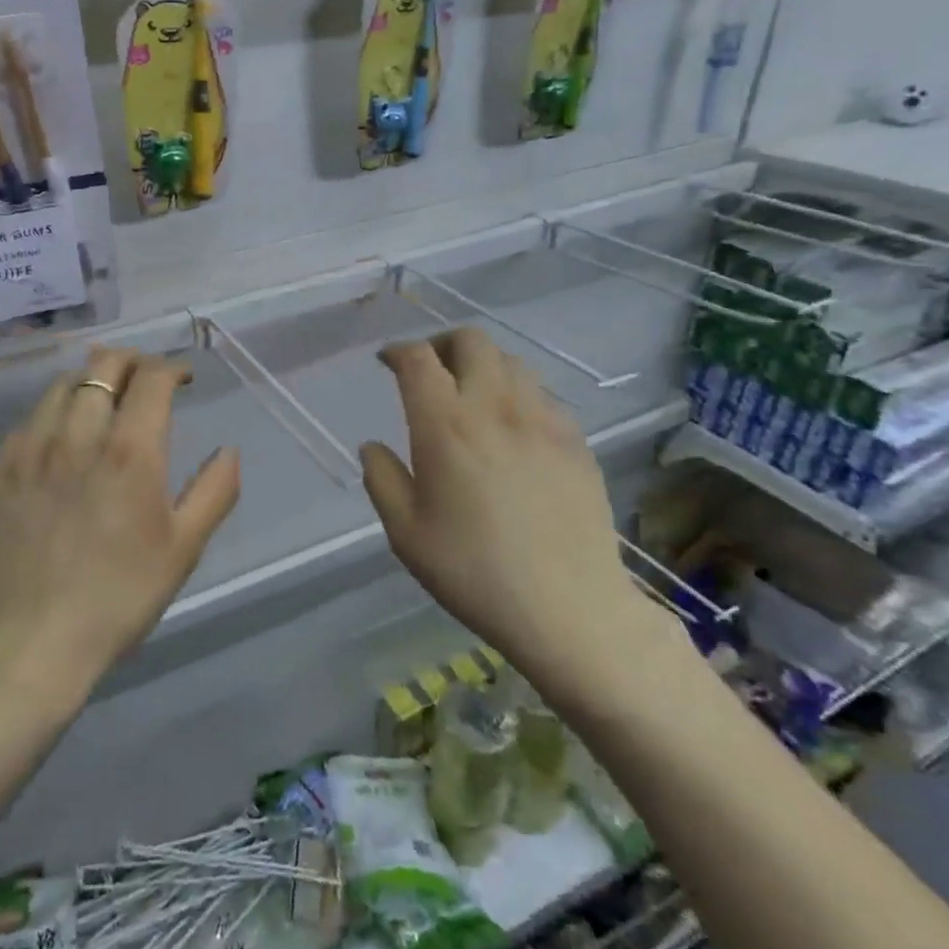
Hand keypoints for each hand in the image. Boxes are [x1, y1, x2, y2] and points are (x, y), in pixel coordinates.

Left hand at [0, 348, 240, 694]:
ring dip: (91, 380)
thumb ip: (215, 490)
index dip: (171, 367)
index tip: (182, 379)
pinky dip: (55, 413)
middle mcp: (77, 437)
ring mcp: (30, 451)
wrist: (34, 643)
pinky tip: (63, 437)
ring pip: (61, 385)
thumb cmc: (121, 596)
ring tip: (104, 398)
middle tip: (146, 378)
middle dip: (131, 361)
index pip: (150, 378)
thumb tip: (228, 450)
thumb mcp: (184, 548)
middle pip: (102, 366)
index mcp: (129, 452)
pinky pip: (30, 421)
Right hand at [359, 329, 682, 710]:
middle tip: (429, 371)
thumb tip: (372, 446)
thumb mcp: (406, 534)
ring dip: (482, 365)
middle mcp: (495, 407)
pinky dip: (517, 394)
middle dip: (442, 345)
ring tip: (471, 396)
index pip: (418, 359)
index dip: (398, 350)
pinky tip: (513, 429)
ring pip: (511, 361)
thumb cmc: (475, 572)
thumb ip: (382, 479)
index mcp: (446, 426)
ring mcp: (543, 420)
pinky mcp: (576, 440)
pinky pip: (542, 395)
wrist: (569, 607)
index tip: (387, 362)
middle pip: (471, 341)